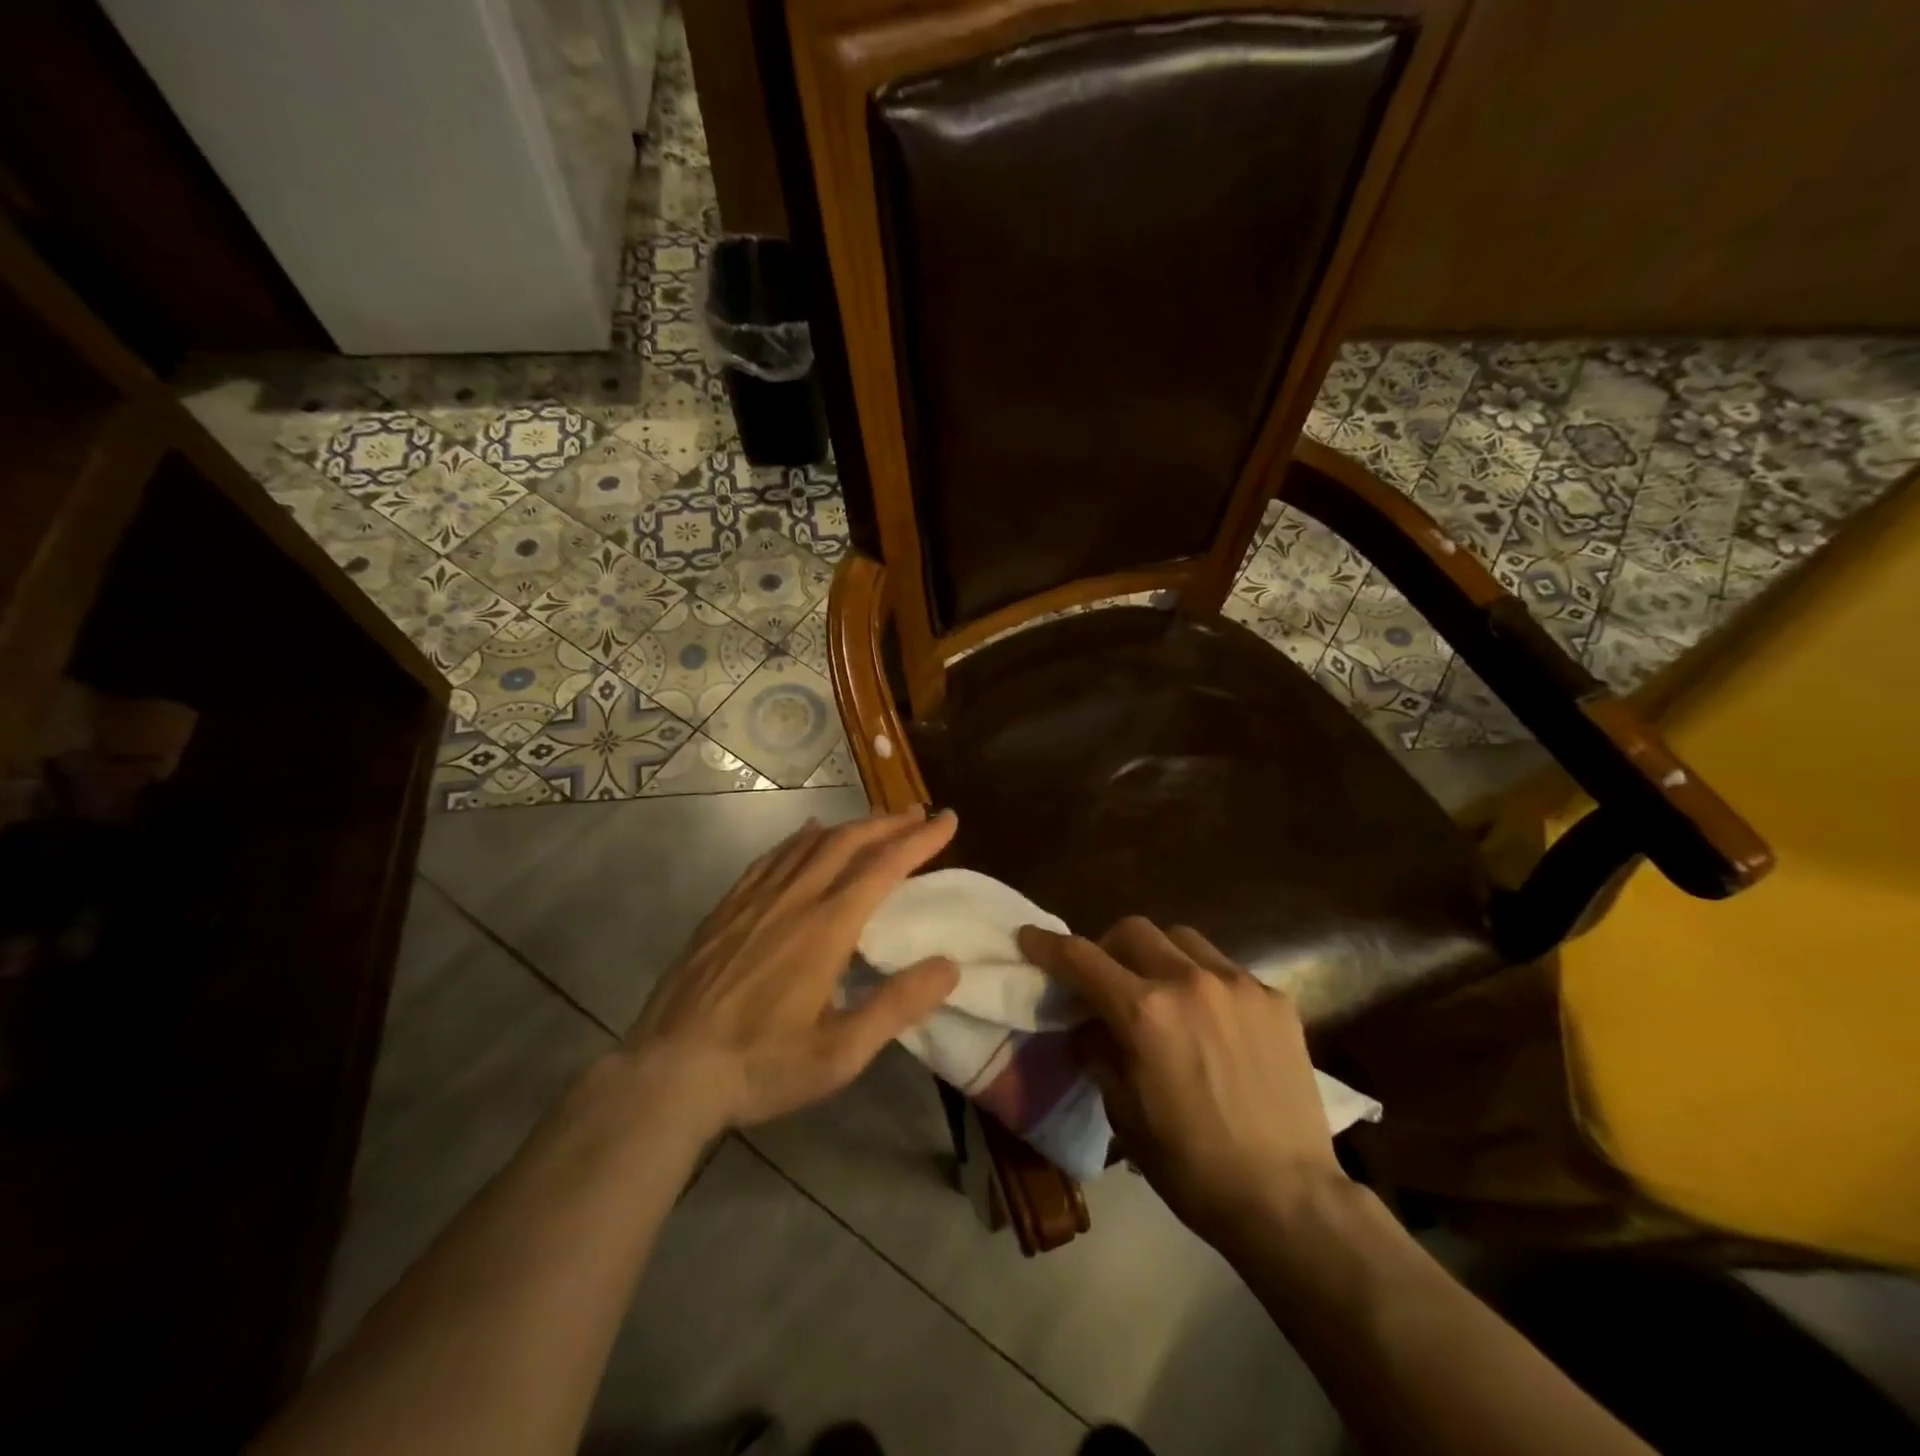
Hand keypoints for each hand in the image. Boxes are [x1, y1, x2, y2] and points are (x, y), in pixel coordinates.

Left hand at [625, 808, 960, 1136]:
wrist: (669, 1073)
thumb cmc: (761, 1065)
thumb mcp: (840, 1053)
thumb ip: (897, 1006)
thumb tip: (949, 966)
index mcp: (826, 928)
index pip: (884, 867)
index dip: (919, 840)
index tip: (947, 820)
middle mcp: (794, 900)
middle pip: (848, 843)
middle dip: (888, 823)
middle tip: (918, 813)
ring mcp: (755, 900)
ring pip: (810, 843)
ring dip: (849, 826)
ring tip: (876, 820)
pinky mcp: (727, 908)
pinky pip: (771, 858)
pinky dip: (799, 838)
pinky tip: (808, 833)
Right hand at [1018, 917, 1343, 1250]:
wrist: (1288, 1199)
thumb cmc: (1191, 1166)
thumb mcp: (1124, 1111)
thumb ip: (1098, 1052)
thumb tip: (1086, 1025)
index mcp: (1144, 1012)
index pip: (1080, 958)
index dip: (1048, 945)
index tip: (1029, 938)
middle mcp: (1189, 981)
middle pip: (1132, 930)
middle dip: (1107, 946)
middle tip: (1106, 979)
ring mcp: (1238, 985)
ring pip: (1182, 939)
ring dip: (1158, 955)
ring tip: (1162, 992)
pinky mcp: (1275, 999)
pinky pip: (1226, 970)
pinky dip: (1204, 982)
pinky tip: (1212, 1021)